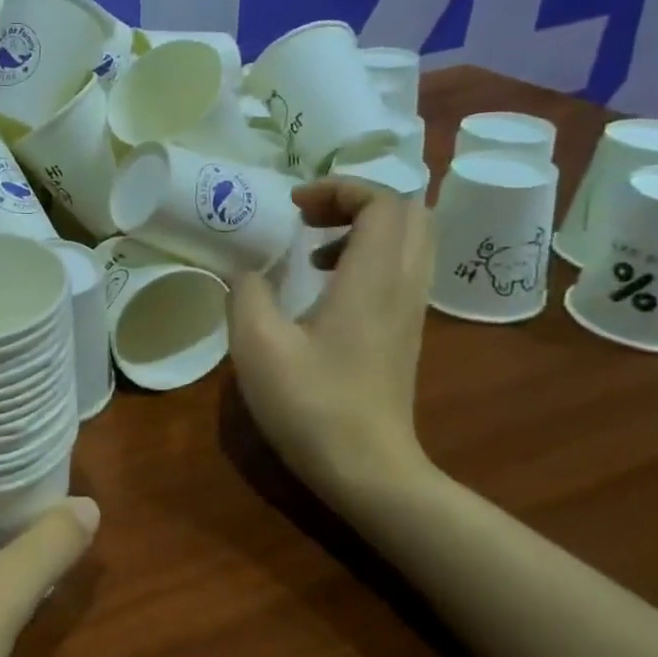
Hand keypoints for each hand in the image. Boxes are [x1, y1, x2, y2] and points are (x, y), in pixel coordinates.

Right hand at [229, 177, 434, 496]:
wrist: (367, 469)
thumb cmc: (311, 404)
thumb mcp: (257, 345)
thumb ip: (246, 293)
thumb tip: (248, 271)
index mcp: (373, 279)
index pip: (383, 201)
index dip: (339, 188)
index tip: (293, 206)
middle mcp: (403, 285)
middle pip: (407, 213)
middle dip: (356, 201)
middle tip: (307, 218)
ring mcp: (411, 310)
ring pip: (409, 241)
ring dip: (363, 228)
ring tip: (312, 249)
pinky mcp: (406, 332)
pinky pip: (401, 269)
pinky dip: (368, 257)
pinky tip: (324, 288)